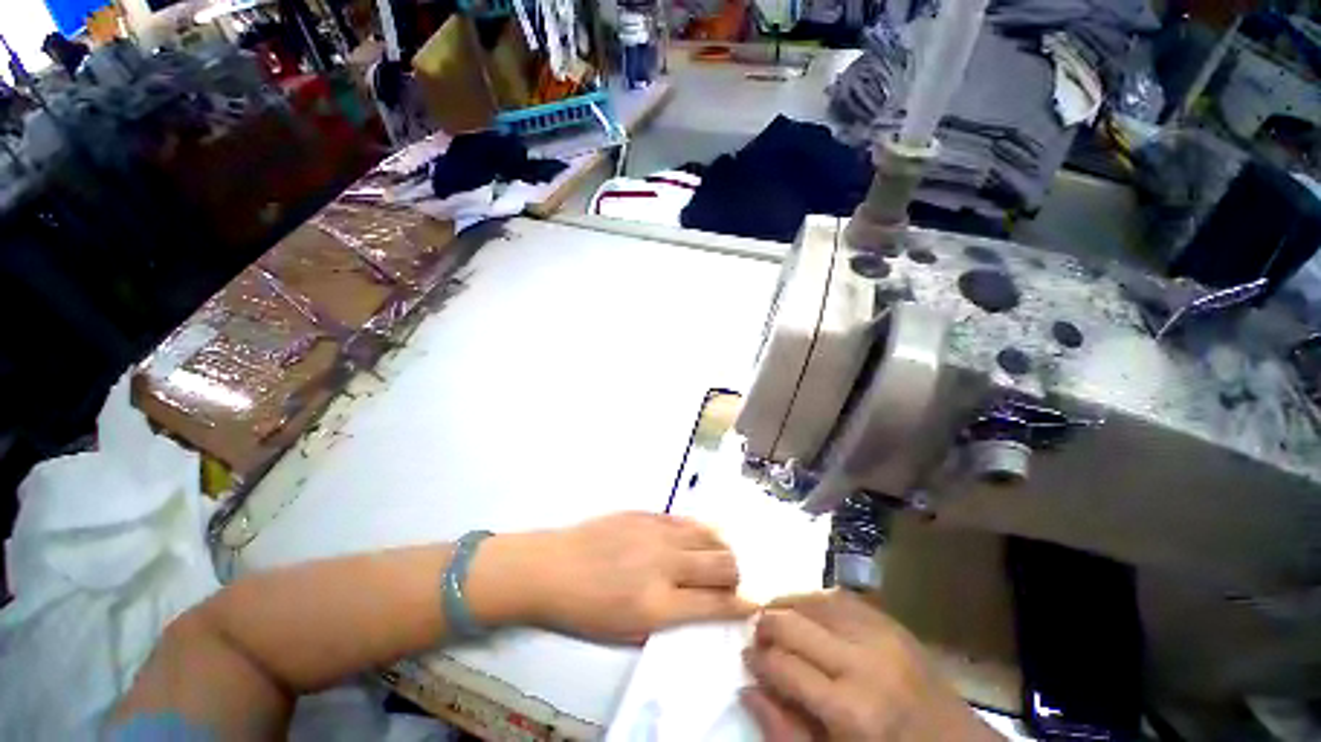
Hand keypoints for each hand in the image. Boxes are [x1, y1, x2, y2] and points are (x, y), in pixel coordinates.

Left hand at [473, 512, 755, 643]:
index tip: (754, 602)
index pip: (716, 604)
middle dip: (737, 573)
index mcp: (659, 604)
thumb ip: (671, 616)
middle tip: (733, 580)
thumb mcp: (629, 631)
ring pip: (708, 534)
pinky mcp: (647, 514)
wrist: (554, 567)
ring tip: (719, 555)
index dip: (742, 604)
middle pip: (721, 563)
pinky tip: (697, 535)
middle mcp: (665, 564)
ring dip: (721, 547)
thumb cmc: (587, 610)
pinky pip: (684, 520)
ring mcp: (657, 533)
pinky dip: (699, 530)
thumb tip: (702, 603)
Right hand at [741, 590, 998, 741]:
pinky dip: (816, 600)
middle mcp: (864, 662)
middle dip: (766, 625)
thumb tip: (746, 687)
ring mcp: (883, 636)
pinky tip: (808, 612)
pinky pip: (842, 597)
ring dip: (788, 606)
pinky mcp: (894, 623)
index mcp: (850, 711)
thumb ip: (784, 730)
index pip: (782, 665)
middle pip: (793, 622)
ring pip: (814, 600)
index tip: (747, 658)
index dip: (756, 659)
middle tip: (759, 637)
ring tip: (778, 619)